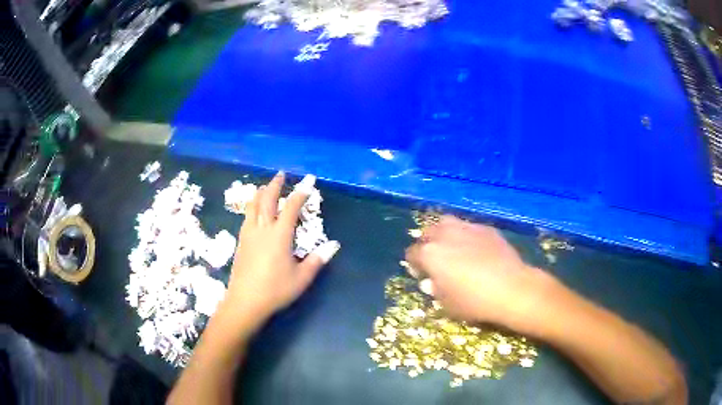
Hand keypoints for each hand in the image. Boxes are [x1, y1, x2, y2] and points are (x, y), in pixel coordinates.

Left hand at [224, 172, 339, 322]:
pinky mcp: (241, 242)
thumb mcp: (301, 278)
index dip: (301, 192)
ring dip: (260, 193)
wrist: (245, 301)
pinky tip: (253, 211)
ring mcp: (249, 234)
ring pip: (253, 206)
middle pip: (267, 200)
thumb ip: (317, 260)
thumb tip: (334, 244)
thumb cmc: (275, 290)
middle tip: (281, 174)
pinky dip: (252, 206)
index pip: (291, 207)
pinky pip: (247, 217)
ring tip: (265, 186)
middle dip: (275, 185)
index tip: (309, 180)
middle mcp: (262, 229)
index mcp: (279, 235)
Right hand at [405, 216, 558, 332]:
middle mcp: (445, 235)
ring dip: (444, 233)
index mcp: (430, 254)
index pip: (412, 253)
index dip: (414, 264)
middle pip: (427, 232)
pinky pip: (469, 227)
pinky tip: (476, 248)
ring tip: (453, 247)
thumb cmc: (474, 301)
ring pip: (447, 222)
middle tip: (436, 259)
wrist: (511, 289)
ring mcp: (467, 228)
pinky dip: (466, 235)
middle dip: (427, 244)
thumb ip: (434, 289)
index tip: (422, 274)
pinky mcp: (486, 228)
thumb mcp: (446, 304)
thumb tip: (432, 281)